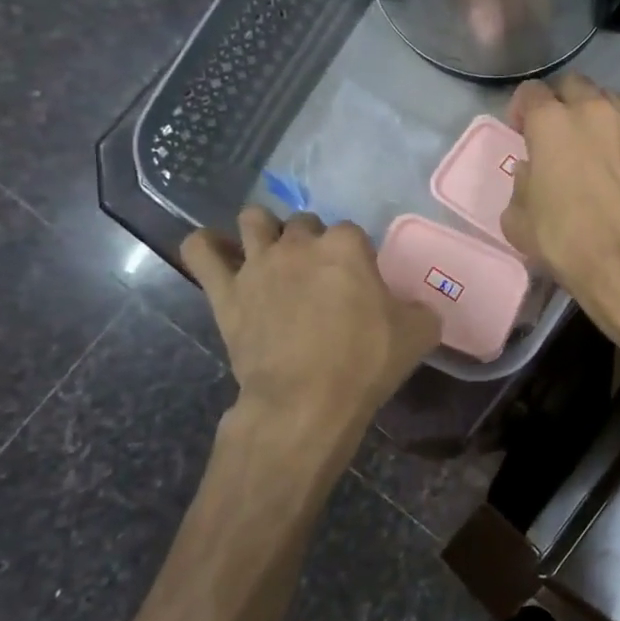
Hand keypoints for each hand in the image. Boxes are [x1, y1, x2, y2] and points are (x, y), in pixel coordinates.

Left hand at [182, 209, 439, 425]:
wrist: (307, 400)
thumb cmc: (366, 362)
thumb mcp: (419, 333)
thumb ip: (420, 308)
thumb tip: (414, 307)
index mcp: (346, 246)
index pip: (352, 232)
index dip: (357, 256)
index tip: (360, 282)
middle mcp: (299, 243)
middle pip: (304, 222)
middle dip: (312, 242)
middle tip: (320, 276)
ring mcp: (257, 263)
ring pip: (253, 220)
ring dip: (264, 231)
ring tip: (273, 256)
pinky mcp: (225, 290)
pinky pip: (200, 250)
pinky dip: (207, 247)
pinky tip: (220, 255)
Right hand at [500, 75, 619, 341]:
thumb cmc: (565, 240)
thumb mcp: (518, 219)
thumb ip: (521, 183)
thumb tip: (532, 172)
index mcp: (551, 122)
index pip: (531, 92)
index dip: (522, 109)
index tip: (521, 131)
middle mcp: (592, 111)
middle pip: (573, 85)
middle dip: (561, 102)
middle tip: (557, 133)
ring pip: (608, 100)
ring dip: (594, 114)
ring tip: (591, 143)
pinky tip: (618, 165)